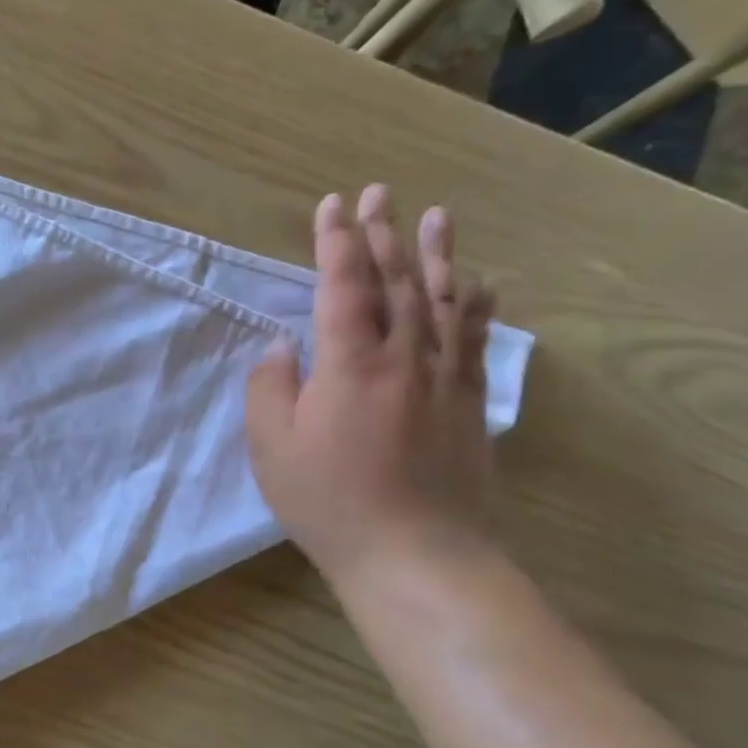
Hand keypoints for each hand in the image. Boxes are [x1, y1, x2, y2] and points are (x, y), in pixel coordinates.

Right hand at [245, 185, 497, 586]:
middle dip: (382, 233)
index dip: (336, 242)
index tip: (330, 206)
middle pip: (395, 281)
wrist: (416, 553)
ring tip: (434, 215)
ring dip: (435, 254)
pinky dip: (475, 304)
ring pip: (441, 300)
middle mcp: (403, 357)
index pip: (342, 286)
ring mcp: (444, 377)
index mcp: (349, 364)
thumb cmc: (329, 502)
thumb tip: (281, 346)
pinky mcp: (469, 402)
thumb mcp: (271, 449)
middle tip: (377, 194)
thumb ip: (269, 389)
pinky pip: (475, 339)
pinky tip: (477, 284)